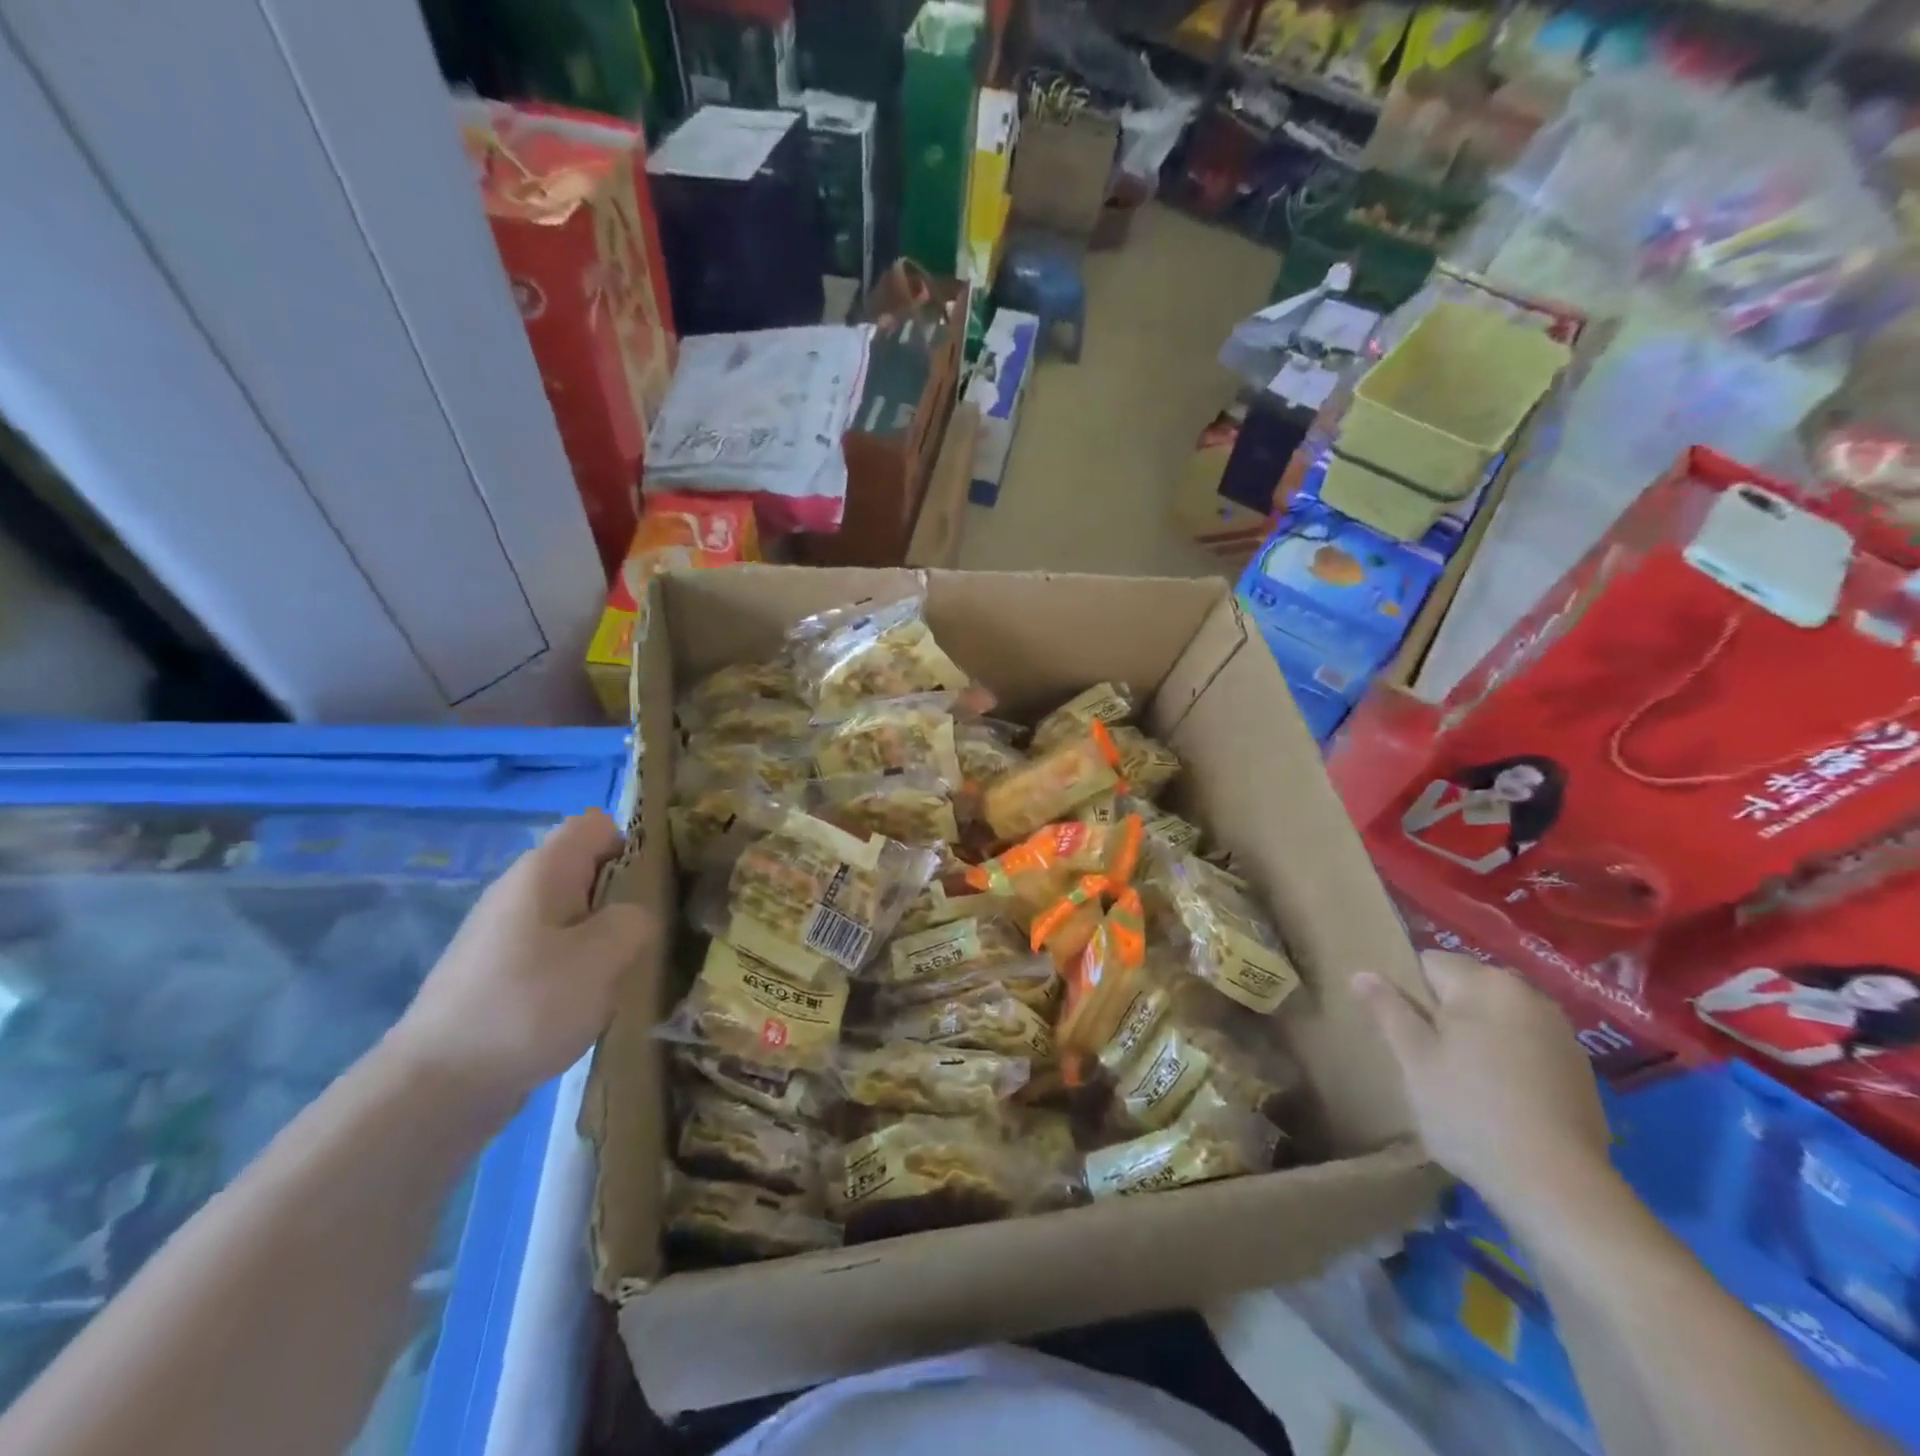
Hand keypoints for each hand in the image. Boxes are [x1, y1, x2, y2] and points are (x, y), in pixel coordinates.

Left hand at [391, 810, 652, 1104]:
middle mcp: (520, 892)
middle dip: (624, 897)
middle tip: (647, 937)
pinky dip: (578, 969)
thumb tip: (634, 917)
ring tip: (622, 976)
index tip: (654, 887)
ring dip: (604, 939)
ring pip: (574, 916)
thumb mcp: (604, 955)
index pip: (596, 825)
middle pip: (587, 870)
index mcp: (543, 871)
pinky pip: (554, 952)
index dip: (632, 844)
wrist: (435, 1088)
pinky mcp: (499, 975)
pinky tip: (586, 1005)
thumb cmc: (527, 1005)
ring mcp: (505, 935)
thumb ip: (636, 919)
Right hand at [1355, 952, 1609, 1216]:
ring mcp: (1561, 1033)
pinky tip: (1497, 1098)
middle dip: (1442, 1012)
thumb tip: (1362, 973)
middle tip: (1424, 1056)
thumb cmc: (1470, 1111)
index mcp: (1485, 983)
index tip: (1399, 1029)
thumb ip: (1387, 1009)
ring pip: (1496, 1018)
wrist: (1558, 1187)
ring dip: (1475, 1036)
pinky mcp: (1579, 1071)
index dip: (1405, 991)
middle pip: (1466, 988)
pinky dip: (1506, 1060)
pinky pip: (1525, 1046)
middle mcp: (1528, 995)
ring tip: (1459, 1079)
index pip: (1428, 962)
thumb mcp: (1414, 1058)